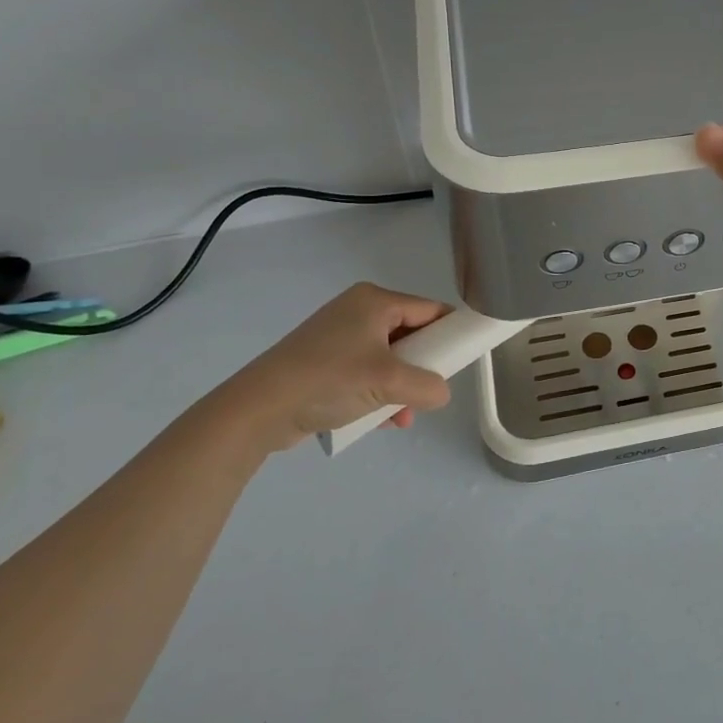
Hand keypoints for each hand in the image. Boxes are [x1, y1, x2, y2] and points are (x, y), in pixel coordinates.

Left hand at [197, 283, 453, 453]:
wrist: (258, 409)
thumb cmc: (329, 380)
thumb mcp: (388, 381)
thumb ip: (427, 386)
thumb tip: (441, 394)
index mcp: (375, 301)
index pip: (429, 309)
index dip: (450, 332)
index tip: (464, 358)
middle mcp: (358, 312)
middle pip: (410, 335)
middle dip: (423, 367)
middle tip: (430, 391)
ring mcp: (338, 338)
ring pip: (389, 359)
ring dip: (401, 387)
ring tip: (403, 416)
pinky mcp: (324, 363)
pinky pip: (366, 373)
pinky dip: (378, 393)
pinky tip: (381, 421)